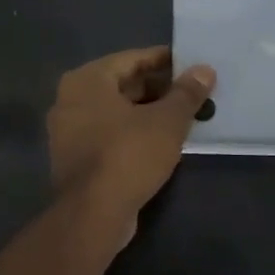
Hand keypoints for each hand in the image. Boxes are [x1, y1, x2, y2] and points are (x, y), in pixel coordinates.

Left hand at [48, 47, 215, 230]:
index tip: (191, 64)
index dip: (164, 60)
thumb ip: (186, 93)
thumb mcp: (166, 121)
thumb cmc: (128, 155)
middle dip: (158, 89)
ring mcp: (68, 131)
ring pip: (116, 112)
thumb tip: (205, 70)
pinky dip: (133, 133)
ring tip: (184, 117)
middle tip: (193, 93)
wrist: (92, 215)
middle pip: (122, 84)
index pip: (131, 59)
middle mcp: (70, 99)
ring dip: (148, 113)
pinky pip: (109, 134)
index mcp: (86, 80)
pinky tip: (162, 142)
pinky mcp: (75, 158)